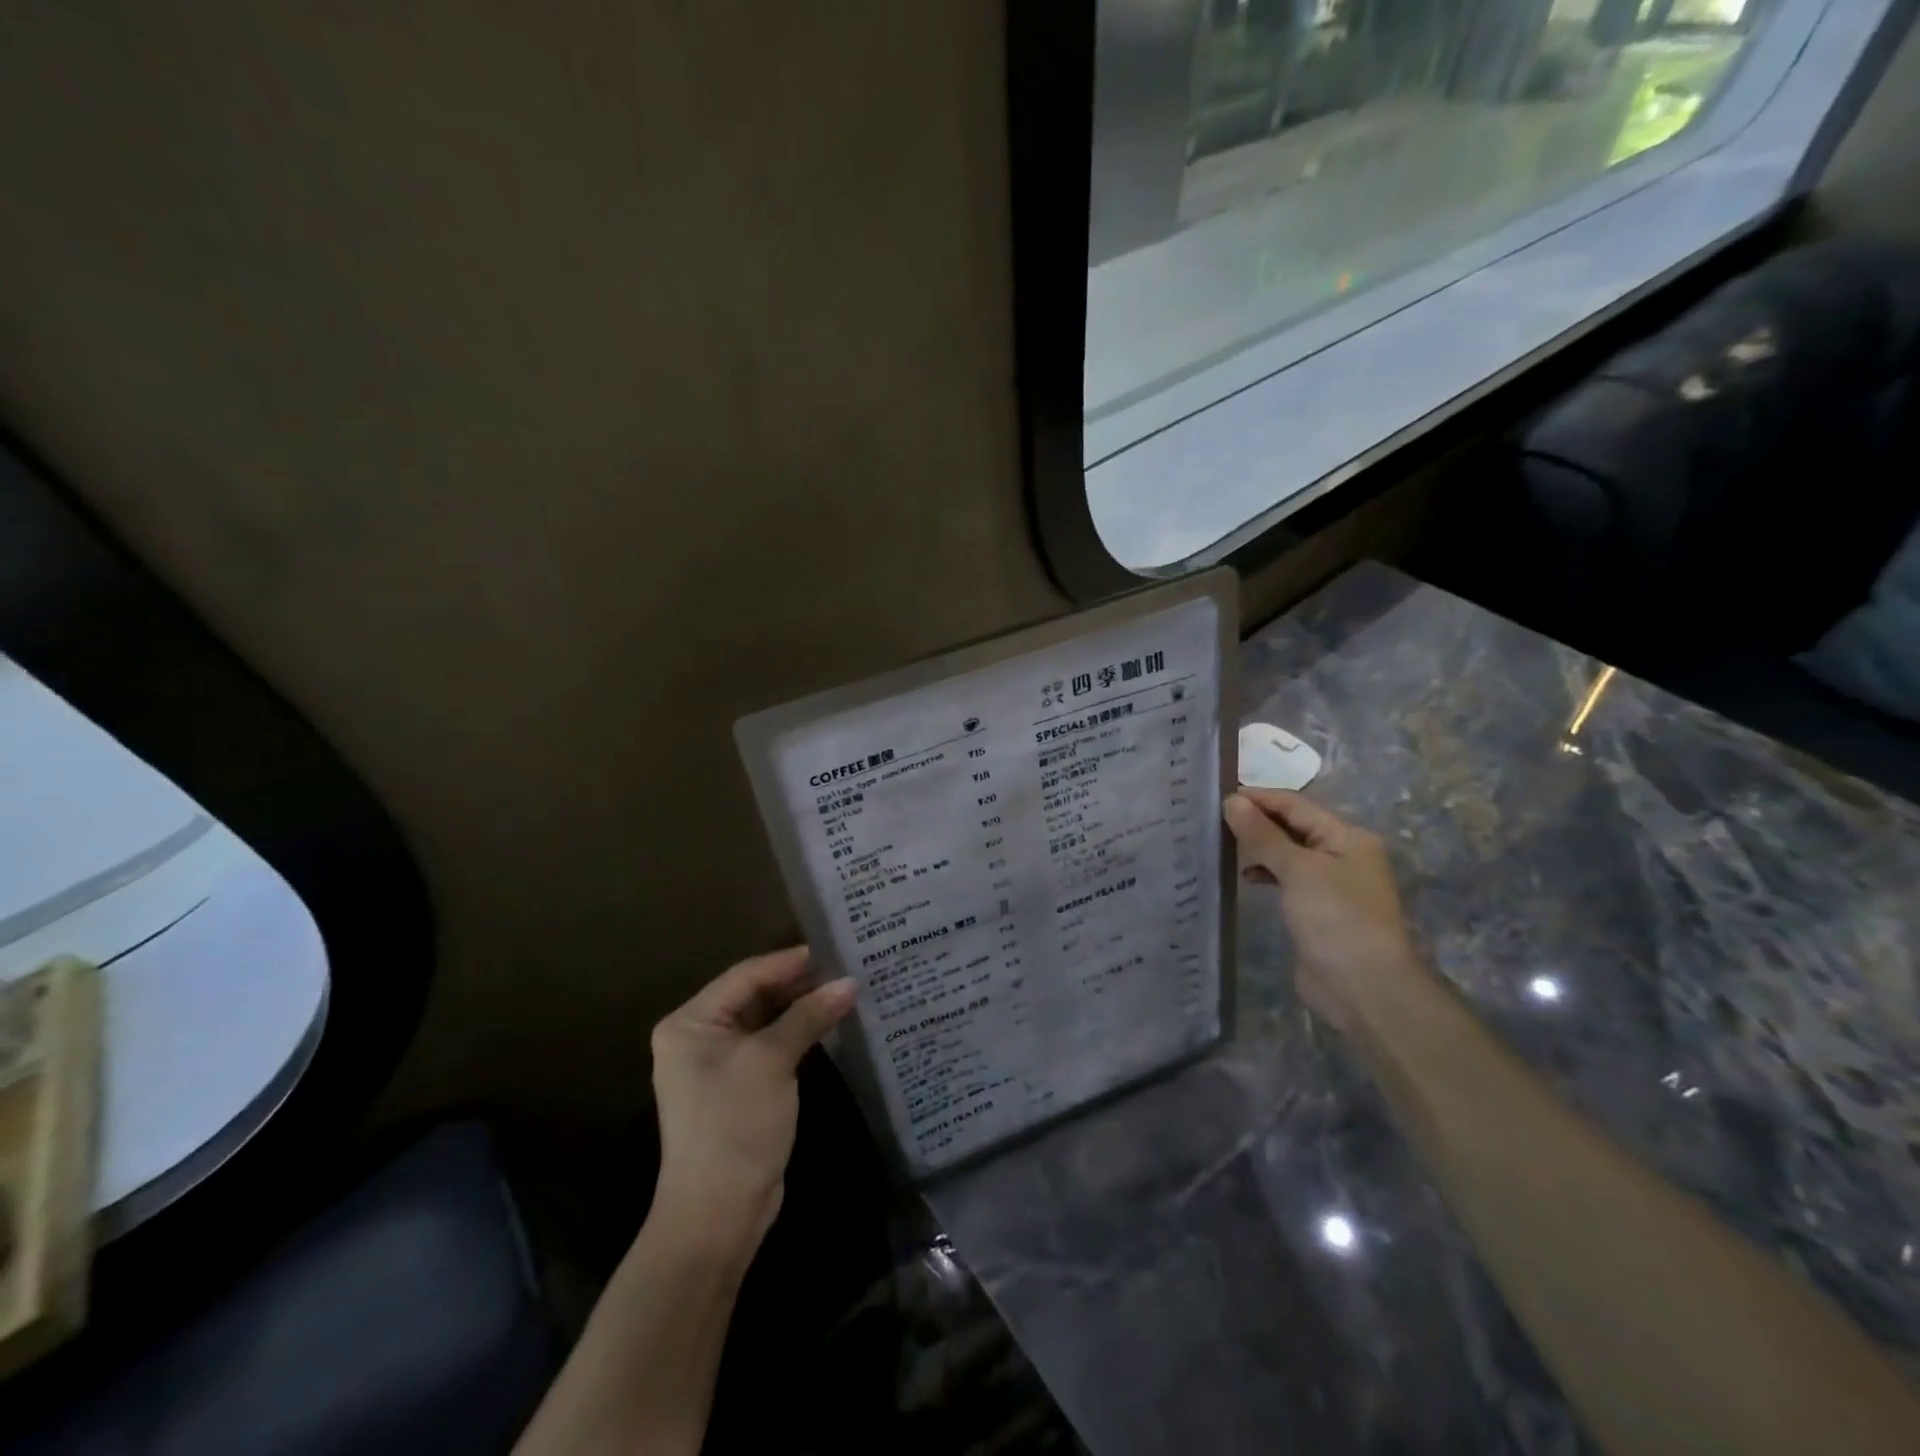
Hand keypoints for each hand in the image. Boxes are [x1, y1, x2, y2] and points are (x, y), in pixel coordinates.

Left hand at [649, 946, 855, 1250]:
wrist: (716, 1216)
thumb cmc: (735, 1125)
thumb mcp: (772, 1061)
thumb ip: (809, 1016)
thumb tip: (850, 982)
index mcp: (690, 1022)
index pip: (745, 975)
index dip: (789, 962)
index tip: (832, 949)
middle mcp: (698, 1037)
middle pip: (754, 995)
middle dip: (798, 984)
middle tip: (844, 967)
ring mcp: (717, 1064)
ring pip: (765, 1020)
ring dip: (801, 1008)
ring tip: (844, 990)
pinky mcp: (738, 1087)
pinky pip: (769, 1046)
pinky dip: (797, 1033)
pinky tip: (829, 1023)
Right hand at [1222, 789, 1425, 1033]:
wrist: (1364, 988)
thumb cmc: (1336, 919)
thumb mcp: (1297, 870)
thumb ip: (1263, 835)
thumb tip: (1232, 801)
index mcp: (1347, 836)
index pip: (1295, 805)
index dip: (1258, 798)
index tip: (1217, 796)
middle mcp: (1342, 854)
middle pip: (1293, 826)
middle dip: (1256, 821)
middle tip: (1212, 819)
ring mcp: (1331, 883)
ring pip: (1288, 853)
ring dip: (1259, 847)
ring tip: (1222, 845)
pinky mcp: (1318, 909)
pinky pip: (1287, 878)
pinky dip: (1266, 873)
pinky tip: (1245, 877)